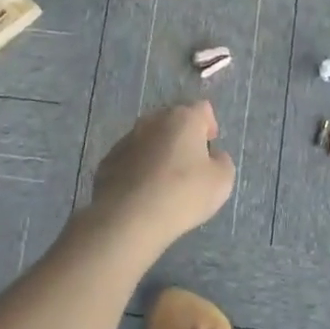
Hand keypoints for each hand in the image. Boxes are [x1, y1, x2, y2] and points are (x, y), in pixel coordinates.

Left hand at [85, 101, 235, 252]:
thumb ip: (222, 162)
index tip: (210, 147)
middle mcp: (152, 121)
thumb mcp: (221, 181)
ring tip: (164, 182)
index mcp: (183, 119)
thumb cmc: (182, 194)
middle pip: (173, 121)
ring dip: (158, 152)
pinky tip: (143, 193)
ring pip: (149, 139)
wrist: (128, 219)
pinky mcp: (107, 161)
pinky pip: (130, 158)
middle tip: (189, 165)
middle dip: (182, 137)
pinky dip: (138, 169)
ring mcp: (126, 139)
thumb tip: (213, 156)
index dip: (209, 125)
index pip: (202, 109)